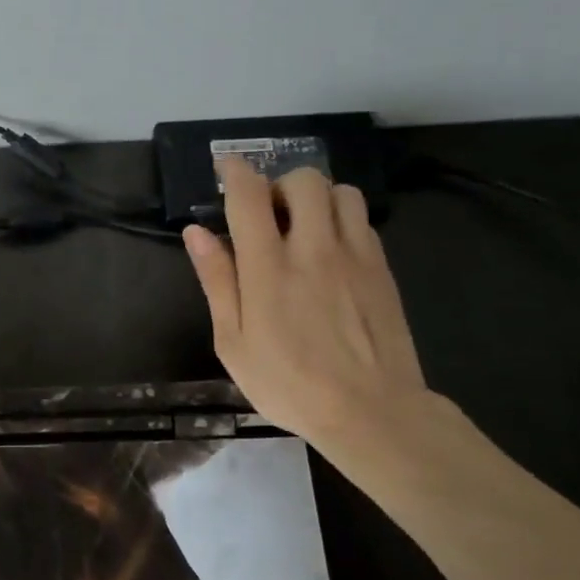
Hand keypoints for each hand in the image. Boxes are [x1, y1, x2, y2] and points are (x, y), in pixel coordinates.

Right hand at [183, 157, 430, 445]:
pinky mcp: (382, 268)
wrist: (373, 413)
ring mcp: (355, 255)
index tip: (226, 167)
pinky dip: (341, 219)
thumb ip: (217, 280)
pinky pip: (362, 220)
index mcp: (269, 268)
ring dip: (316, 198)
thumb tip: (197, 232)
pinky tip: (331, 251)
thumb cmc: (289, 384)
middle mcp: (314, 248)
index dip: (235, 171)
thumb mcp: (233, 342)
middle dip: (279, 185)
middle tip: (267, 215)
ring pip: (340, 191)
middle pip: (302, 180)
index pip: (250, 195)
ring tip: (303, 227)